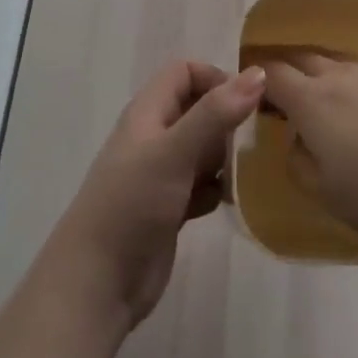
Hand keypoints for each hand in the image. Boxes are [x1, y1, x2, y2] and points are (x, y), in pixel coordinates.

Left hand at [46, 60, 263, 330]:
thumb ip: (215, 113)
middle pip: (199, 109)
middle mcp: (154, 137)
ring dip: (227, 157)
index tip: (245, 105)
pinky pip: (204, 185)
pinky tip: (229, 203)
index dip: (216, 79)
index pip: (185, 72)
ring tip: (246, 173)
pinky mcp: (171, 207)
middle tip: (253, 142)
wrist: (97, 284)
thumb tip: (260, 73)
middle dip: (228, 121)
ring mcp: (162, 174)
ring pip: (204, 148)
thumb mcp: (174, 152)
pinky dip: (218, 189)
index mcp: (148, 113)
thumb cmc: (131, 205)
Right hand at [260, 52, 357, 242]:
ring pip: (337, 66)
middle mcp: (340, 77)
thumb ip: (301, 166)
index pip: (273, 75)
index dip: (257, 81)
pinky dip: (354, 89)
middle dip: (287, 73)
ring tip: (325, 109)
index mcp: (311, 101)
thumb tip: (296, 143)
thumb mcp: (329, 195)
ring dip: (322, 79)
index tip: (252, 98)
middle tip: (283, 99)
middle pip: (303, 59)